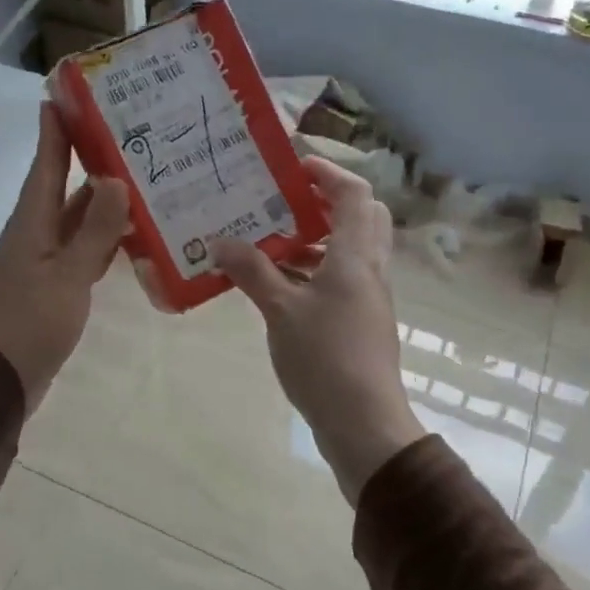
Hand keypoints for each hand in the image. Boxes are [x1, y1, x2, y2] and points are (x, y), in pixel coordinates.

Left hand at [0, 104, 130, 411]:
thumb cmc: (28, 323)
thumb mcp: (67, 276)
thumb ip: (93, 231)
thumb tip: (116, 180)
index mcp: (32, 221)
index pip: (45, 163)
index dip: (55, 129)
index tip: (68, 94)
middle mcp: (37, 232)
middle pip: (63, 185)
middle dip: (90, 158)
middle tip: (130, 133)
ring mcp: (46, 260)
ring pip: (77, 218)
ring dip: (103, 199)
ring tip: (143, 176)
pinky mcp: (56, 285)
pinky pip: (84, 249)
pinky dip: (105, 237)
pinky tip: (133, 234)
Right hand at [211, 158, 423, 505]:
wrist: (364, 423)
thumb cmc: (325, 358)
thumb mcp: (281, 311)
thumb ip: (252, 272)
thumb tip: (220, 241)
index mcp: (355, 256)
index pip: (354, 194)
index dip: (328, 173)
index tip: (294, 167)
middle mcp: (369, 268)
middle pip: (361, 216)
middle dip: (326, 202)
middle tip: (285, 202)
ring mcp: (369, 296)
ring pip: (350, 250)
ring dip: (316, 239)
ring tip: (270, 241)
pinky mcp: (362, 321)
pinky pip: (341, 279)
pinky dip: (314, 270)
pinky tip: (278, 285)